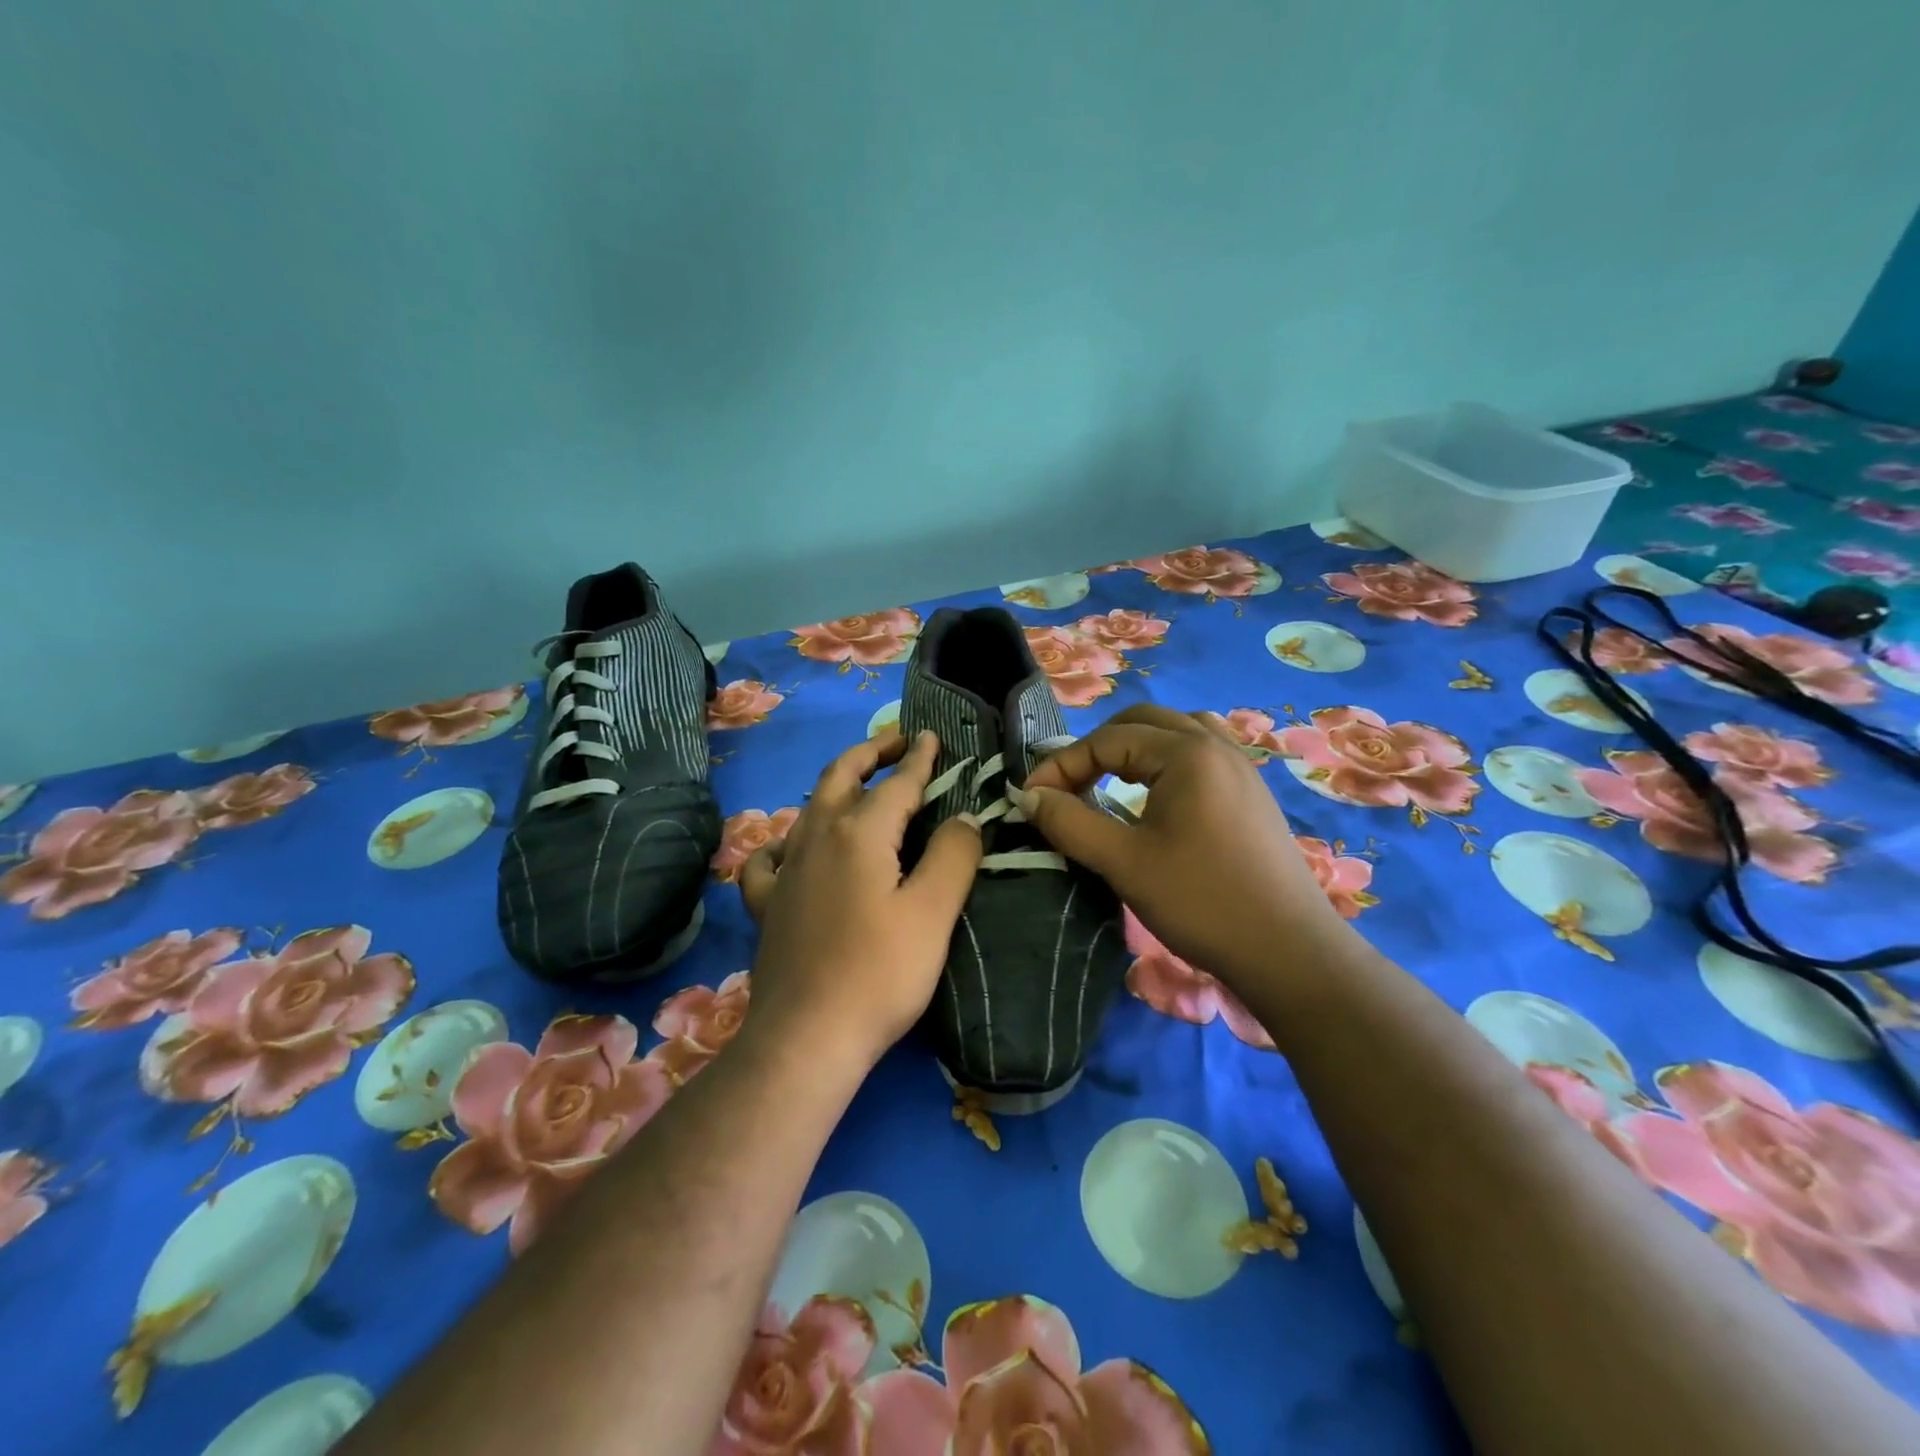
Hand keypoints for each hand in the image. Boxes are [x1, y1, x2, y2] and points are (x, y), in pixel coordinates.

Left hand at [738, 730, 982, 1068]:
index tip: (933, 736)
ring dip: (836, 785)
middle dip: (871, 753)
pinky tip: (792, 848)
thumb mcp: (933, 913)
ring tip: (857, 784)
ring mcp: (786, 871)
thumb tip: (965, 815)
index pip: (897, 783)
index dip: (920, 759)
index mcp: (859, 833)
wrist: (807, 1038)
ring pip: (808, 808)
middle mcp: (816, 838)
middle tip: (897, 742)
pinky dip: (786, 840)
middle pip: (841, 777)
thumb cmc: (880, 973)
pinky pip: (770, 857)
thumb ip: (953, 855)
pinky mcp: (767, 904)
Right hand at [1015, 704, 1357, 995]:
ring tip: (1110, 782)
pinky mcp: (1251, 792)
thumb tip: (1028, 796)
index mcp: (1186, 753)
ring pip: (1176, 731)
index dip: (1062, 765)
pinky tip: (1157, 796)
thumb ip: (1069, 822)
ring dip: (1134, 747)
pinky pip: (1201, 752)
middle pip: (1142, 721)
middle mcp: (1216, 745)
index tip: (1031, 799)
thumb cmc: (1200, 901)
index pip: (1107, 740)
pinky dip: (1166, 760)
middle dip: (1097, 748)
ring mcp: (1240, 767)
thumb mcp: (1123, 862)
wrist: (1287, 951)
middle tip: (1069, 787)